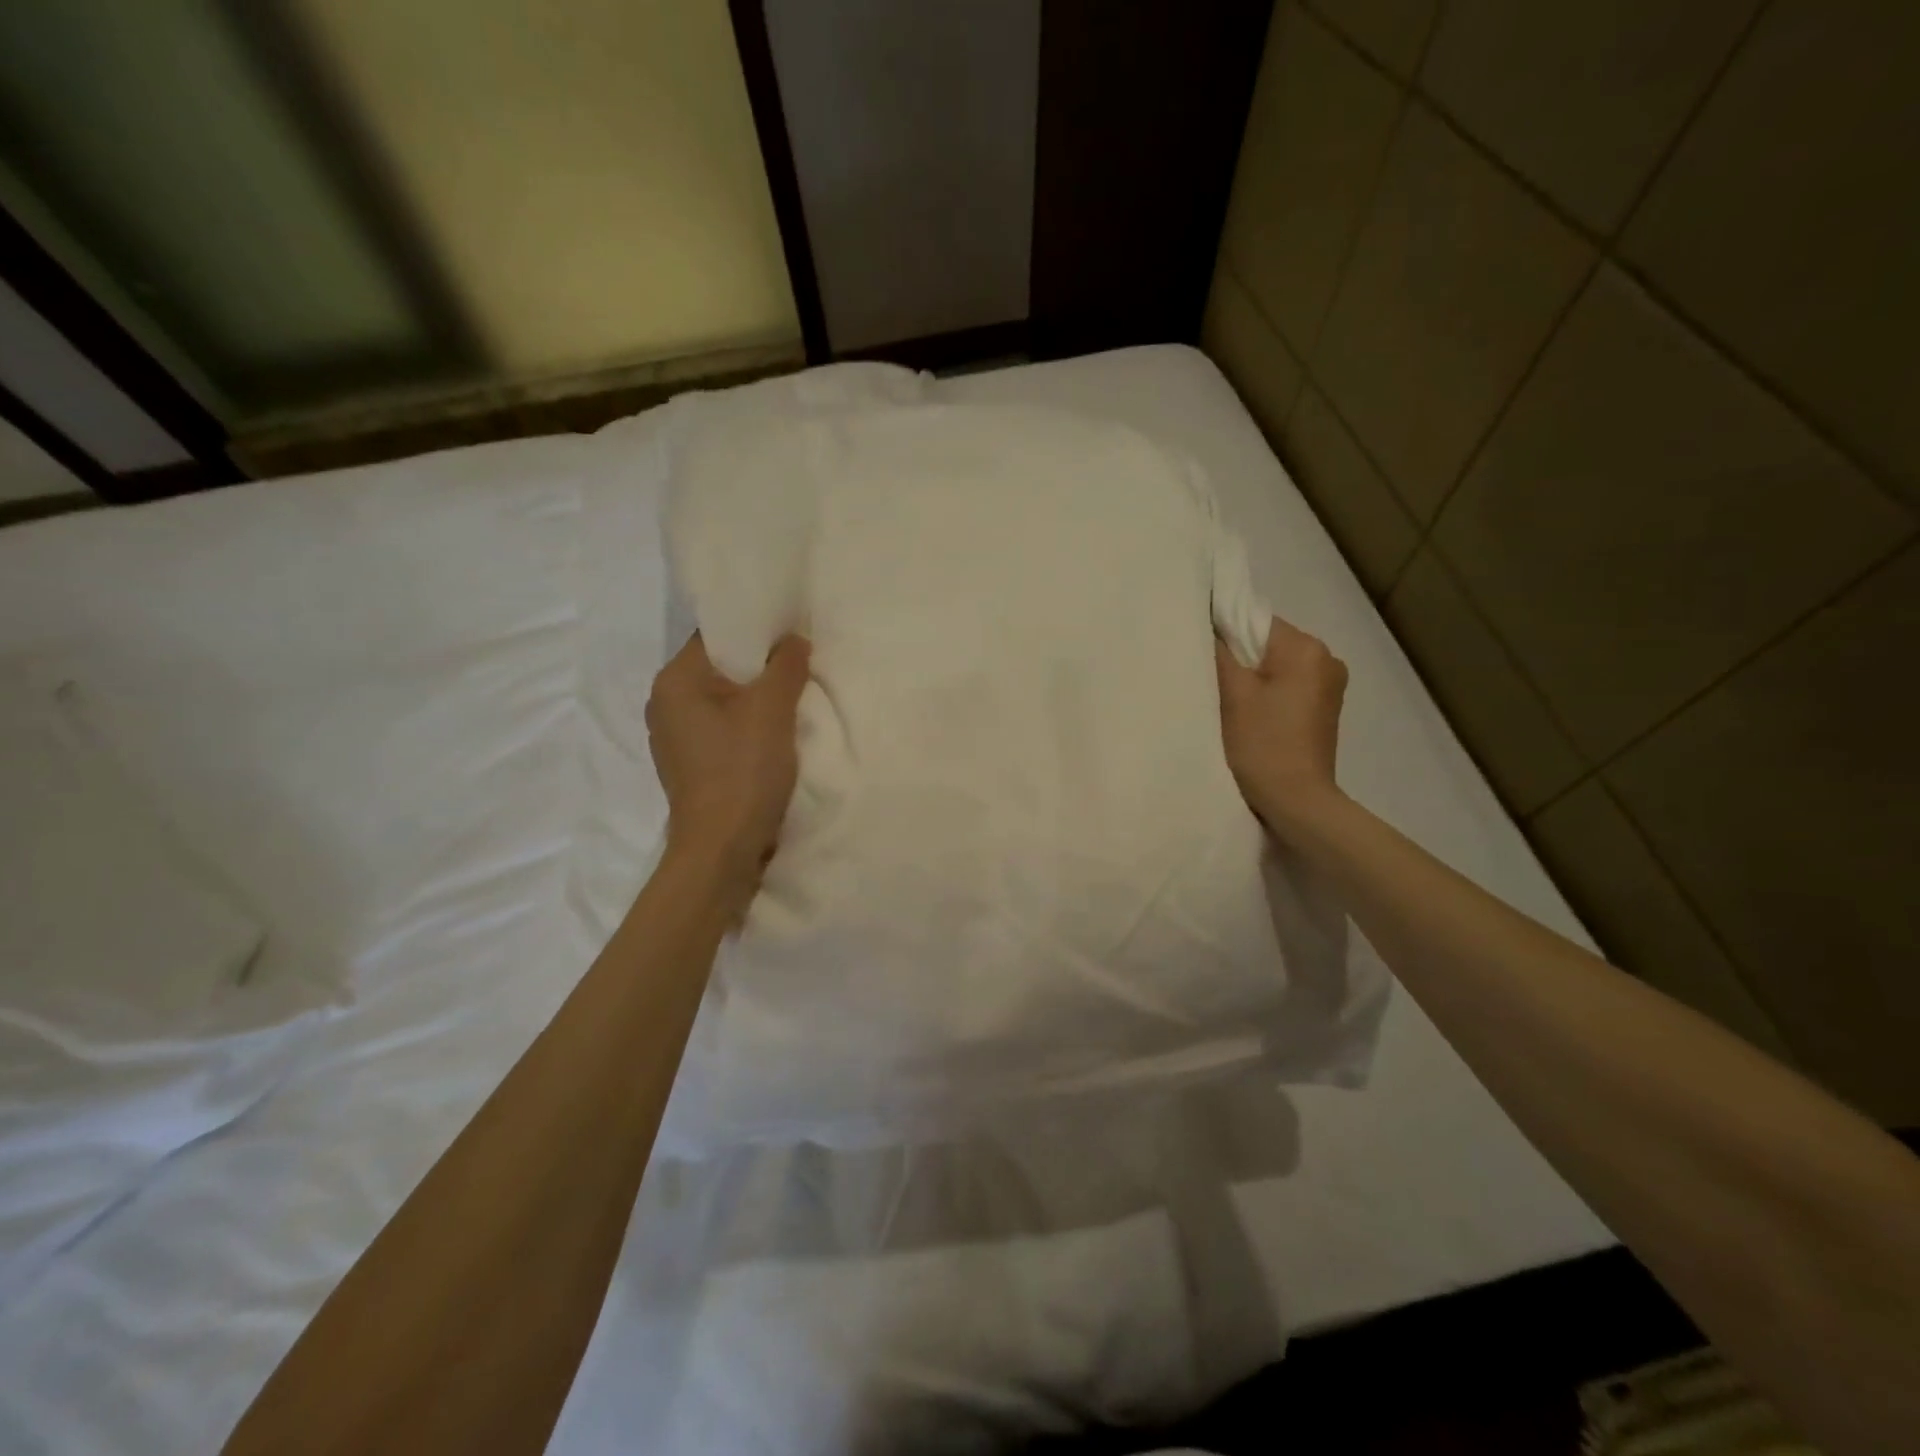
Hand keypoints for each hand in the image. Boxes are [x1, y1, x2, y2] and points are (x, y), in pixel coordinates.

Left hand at [646, 632, 810, 902]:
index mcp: (674, 681)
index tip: (790, 635)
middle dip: (759, 667)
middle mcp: (664, 704)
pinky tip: (771, 738)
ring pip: (721, 701)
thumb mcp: (772, 710)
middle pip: (719, 668)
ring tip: (791, 701)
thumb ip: (785, 665)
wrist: (721, 849)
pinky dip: (744, 726)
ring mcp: (673, 738)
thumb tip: (793, 639)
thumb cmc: (742, 771)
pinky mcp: (688, 766)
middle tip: (798, 667)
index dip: (755, 631)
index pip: (715, 636)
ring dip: (754, 700)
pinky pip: (720, 729)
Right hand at [1216, 615, 1348, 837]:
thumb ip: (1218, 653)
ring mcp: (1330, 685)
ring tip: (1230, 704)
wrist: (1296, 801)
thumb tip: (1209, 628)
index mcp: (1306, 648)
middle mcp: (1326, 659)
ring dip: (1252, 679)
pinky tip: (1251, 716)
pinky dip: (1266, 694)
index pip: (1255, 621)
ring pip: (1276, 666)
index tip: (1203, 659)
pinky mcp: (1325, 709)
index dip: (1224, 635)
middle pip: (1267, 643)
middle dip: (1239, 659)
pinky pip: (1288, 686)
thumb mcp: (1232, 694)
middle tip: (1212, 685)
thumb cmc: (1262, 744)